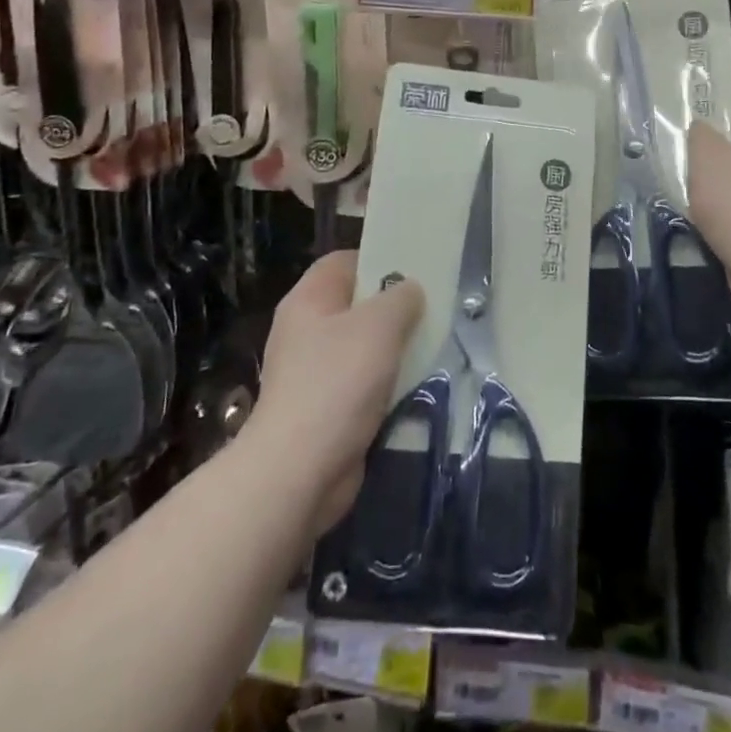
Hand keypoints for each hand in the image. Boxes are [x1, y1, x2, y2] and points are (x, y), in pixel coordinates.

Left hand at [250, 252, 424, 532]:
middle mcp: (306, 330)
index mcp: (309, 299)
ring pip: (362, 346)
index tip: (416, 270)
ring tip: (432, 346)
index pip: (345, 261)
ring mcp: (313, 371)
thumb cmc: (337, 383)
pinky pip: (362, 383)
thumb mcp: (379, 326)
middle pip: (356, 304)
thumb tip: (410, 290)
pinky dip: (386, 383)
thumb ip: (401, 298)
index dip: (379, 259)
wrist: (298, 472)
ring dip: (394, 349)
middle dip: (394, 308)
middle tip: (432, 310)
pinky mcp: (325, 409)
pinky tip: (414, 386)